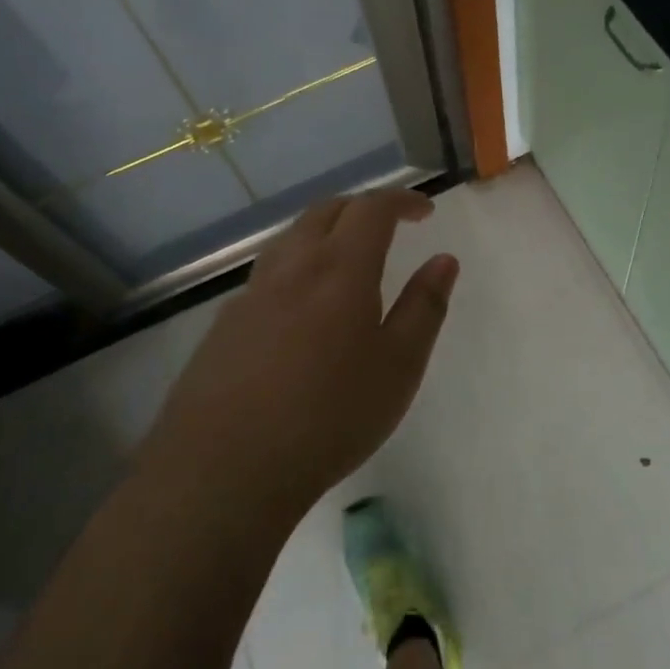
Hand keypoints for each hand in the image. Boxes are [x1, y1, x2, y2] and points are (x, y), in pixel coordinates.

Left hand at [150, 188, 458, 518]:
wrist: (225, 468)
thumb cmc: (330, 416)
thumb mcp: (399, 366)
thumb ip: (424, 307)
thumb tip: (444, 260)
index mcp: (340, 269)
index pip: (372, 209)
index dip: (401, 200)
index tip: (424, 211)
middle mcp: (292, 267)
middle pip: (325, 211)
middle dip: (362, 207)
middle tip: (388, 225)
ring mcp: (251, 293)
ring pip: (291, 238)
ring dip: (324, 230)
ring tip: (345, 256)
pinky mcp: (225, 323)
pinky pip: (268, 273)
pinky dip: (296, 265)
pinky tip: (301, 306)